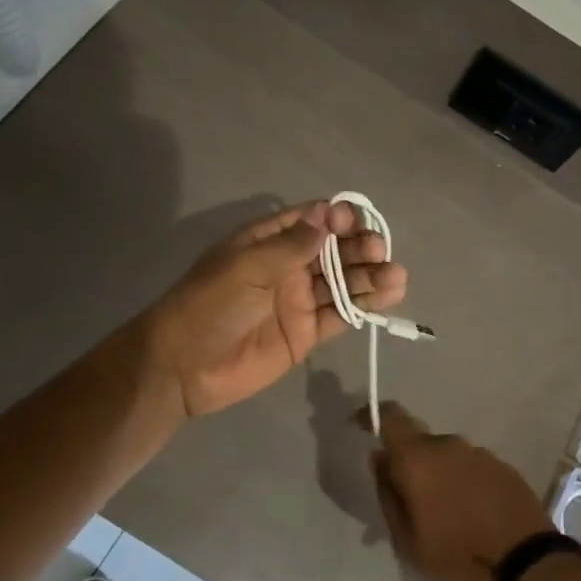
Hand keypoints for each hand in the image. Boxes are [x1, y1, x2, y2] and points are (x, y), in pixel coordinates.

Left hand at [145, 201, 408, 416]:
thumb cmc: (209, 305)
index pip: (310, 221)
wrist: (184, 366)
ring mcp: (298, 300)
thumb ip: (290, 245)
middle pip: (333, 251)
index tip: (353, 223)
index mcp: (267, 242)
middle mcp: (287, 267)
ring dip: (369, 276)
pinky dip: (364, 306)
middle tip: (379, 251)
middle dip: (358, 248)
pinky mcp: (306, 333)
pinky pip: (340, 314)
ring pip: (342, 282)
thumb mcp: (246, 267)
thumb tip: (327, 214)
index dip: (335, 219)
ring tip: (396, 275)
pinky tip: (389, 295)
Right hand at [362, 402, 556, 580]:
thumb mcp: (407, 540)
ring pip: (448, 458)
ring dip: (439, 477)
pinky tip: (471, 517)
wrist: (527, 570)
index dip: (373, 416)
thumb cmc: (457, 559)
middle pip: (420, 444)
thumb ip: (388, 494)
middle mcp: (450, 445)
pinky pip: (472, 469)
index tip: (362, 427)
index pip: (391, 417)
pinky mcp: (505, 469)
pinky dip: (464, 485)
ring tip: (444, 517)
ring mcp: (481, 455)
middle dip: (410, 466)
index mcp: (419, 458)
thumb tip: (379, 459)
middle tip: (409, 504)